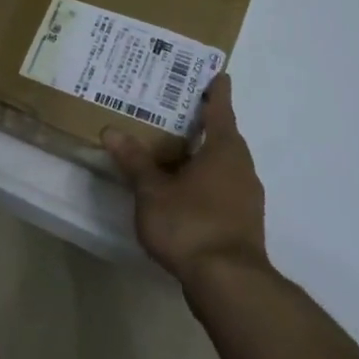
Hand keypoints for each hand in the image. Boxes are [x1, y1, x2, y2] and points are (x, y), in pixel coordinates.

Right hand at [101, 74, 273, 290]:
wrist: (228, 283)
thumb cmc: (190, 224)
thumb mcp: (152, 191)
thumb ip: (134, 161)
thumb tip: (111, 130)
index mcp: (224, 152)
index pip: (221, 112)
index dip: (217, 93)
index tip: (218, 75)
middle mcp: (242, 170)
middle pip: (225, 139)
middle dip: (206, 126)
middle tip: (181, 111)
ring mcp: (246, 199)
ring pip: (224, 167)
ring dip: (205, 157)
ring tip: (176, 152)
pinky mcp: (242, 224)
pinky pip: (223, 190)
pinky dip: (206, 182)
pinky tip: (183, 191)